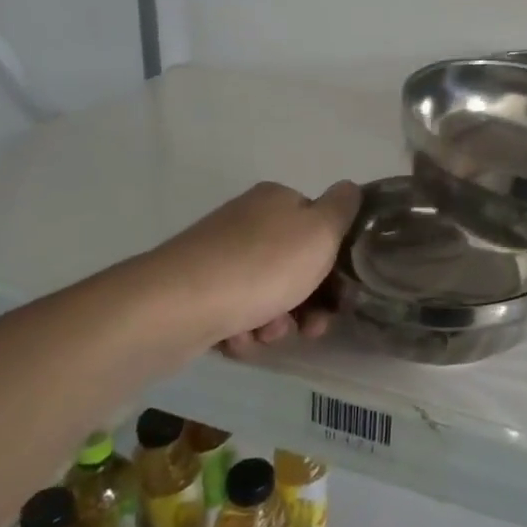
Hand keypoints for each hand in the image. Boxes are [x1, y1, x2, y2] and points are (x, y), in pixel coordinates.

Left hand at [149, 180, 361, 354]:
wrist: (177, 306)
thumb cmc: (262, 265)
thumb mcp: (320, 230)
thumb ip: (342, 208)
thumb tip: (349, 187)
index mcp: (277, 200)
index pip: (319, 225)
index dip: (335, 259)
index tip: (341, 291)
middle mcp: (247, 221)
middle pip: (295, 265)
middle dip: (307, 301)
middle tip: (310, 327)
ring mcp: (218, 256)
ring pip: (267, 294)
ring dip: (276, 321)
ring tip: (264, 333)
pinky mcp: (196, 291)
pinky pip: (235, 313)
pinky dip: (243, 330)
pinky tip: (237, 338)